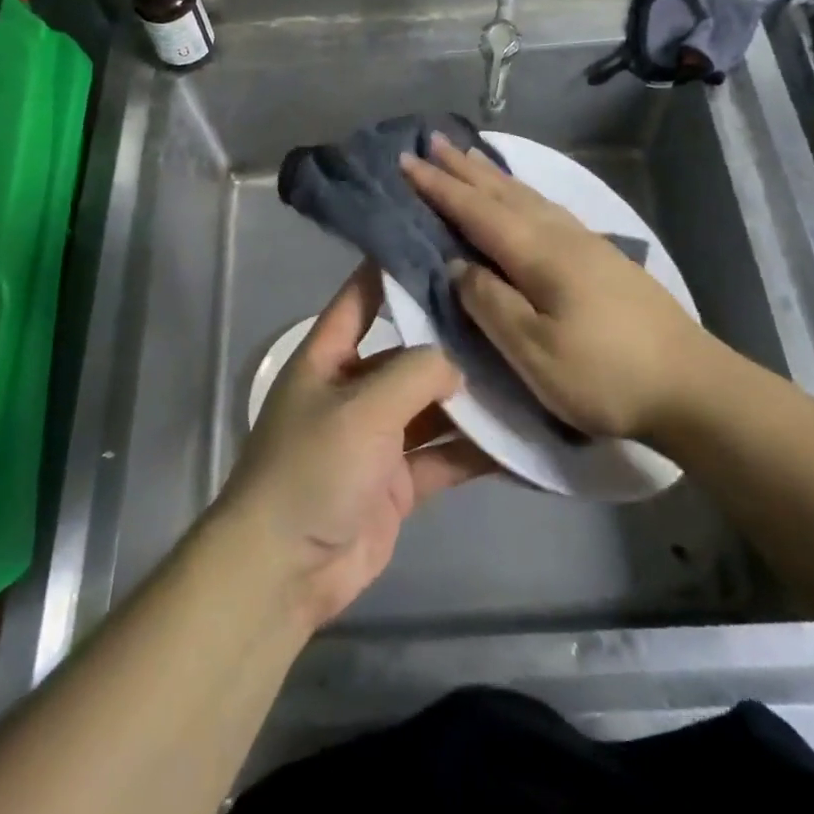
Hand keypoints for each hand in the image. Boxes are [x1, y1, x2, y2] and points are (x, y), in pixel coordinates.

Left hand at [215, 262, 496, 629]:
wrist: (285, 570)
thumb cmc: (313, 468)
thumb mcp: (362, 407)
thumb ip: (414, 373)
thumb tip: (457, 363)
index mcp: (328, 357)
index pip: (361, 296)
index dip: (392, 267)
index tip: (440, 243)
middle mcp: (355, 389)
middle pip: (409, 353)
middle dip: (453, 340)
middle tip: (510, 314)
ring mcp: (379, 438)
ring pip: (433, 406)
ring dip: (472, 399)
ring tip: (529, 373)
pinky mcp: (399, 482)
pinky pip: (444, 457)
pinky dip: (477, 451)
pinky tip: (521, 440)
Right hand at [400, 134, 731, 442]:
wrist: (694, 386)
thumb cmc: (605, 375)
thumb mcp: (534, 352)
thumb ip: (489, 303)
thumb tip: (456, 265)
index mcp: (538, 253)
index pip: (476, 210)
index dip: (439, 187)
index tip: (406, 160)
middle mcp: (560, 235)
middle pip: (502, 192)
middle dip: (463, 167)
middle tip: (431, 141)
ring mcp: (586, 242)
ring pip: (527, 196)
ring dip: (492, 175)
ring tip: (469, 156)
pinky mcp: (602, 257)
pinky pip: (546, 207)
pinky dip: (521, 192)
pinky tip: (523, 198)